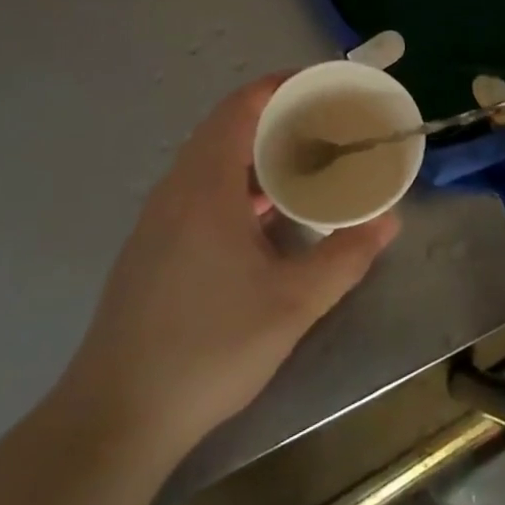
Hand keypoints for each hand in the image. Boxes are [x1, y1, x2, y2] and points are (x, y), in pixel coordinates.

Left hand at [57, 76, 399, 461]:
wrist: (116, 417)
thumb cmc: (209, 347)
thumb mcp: (293, 304)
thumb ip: (346, 257)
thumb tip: (389, 221)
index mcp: (206, 186)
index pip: (240, 107)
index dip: (279, 86)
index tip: (322, 86)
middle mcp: (176, 190)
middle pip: (225, 128)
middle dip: (275, 118)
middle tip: (325, 125)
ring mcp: (157, 220)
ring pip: (210, 162)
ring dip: (254, 153)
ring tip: (303, 163)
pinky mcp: (151, 248)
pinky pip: (198, 190)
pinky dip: (235, 182)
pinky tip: (264, 217)